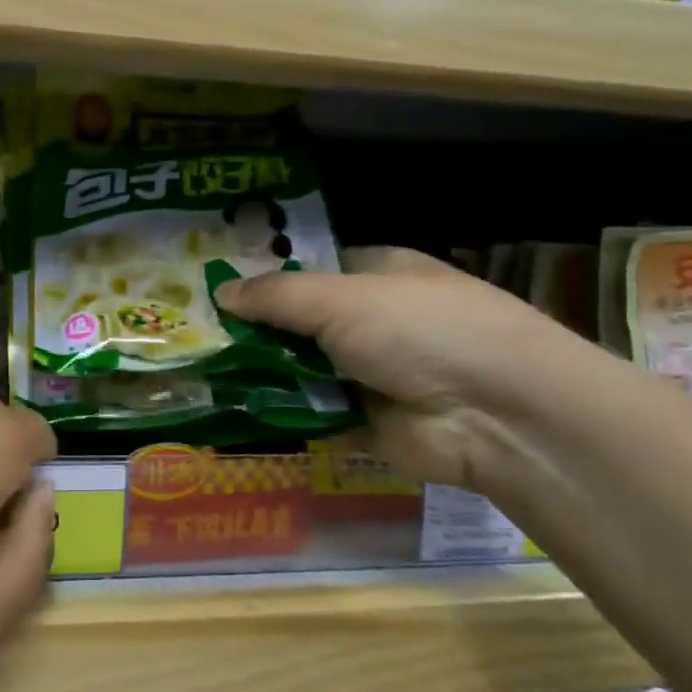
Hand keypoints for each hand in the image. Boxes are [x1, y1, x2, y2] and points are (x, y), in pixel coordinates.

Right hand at [214, 248, 585, 490]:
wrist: (497, 415)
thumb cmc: (421, 330)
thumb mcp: (340, 299)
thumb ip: (276, 296)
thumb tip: (221, 292)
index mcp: (376, 274)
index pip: (310, 269)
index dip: (265, 276)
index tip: (214, 288)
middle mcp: (373, 320)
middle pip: (299, 322)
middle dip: (254, 330)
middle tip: (195, 336)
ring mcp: (370, 373)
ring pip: (301, 369)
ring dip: (261, 373)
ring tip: (200, 373)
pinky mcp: (366, 422)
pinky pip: (311, 413)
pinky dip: (279, 413)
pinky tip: (230, 411)